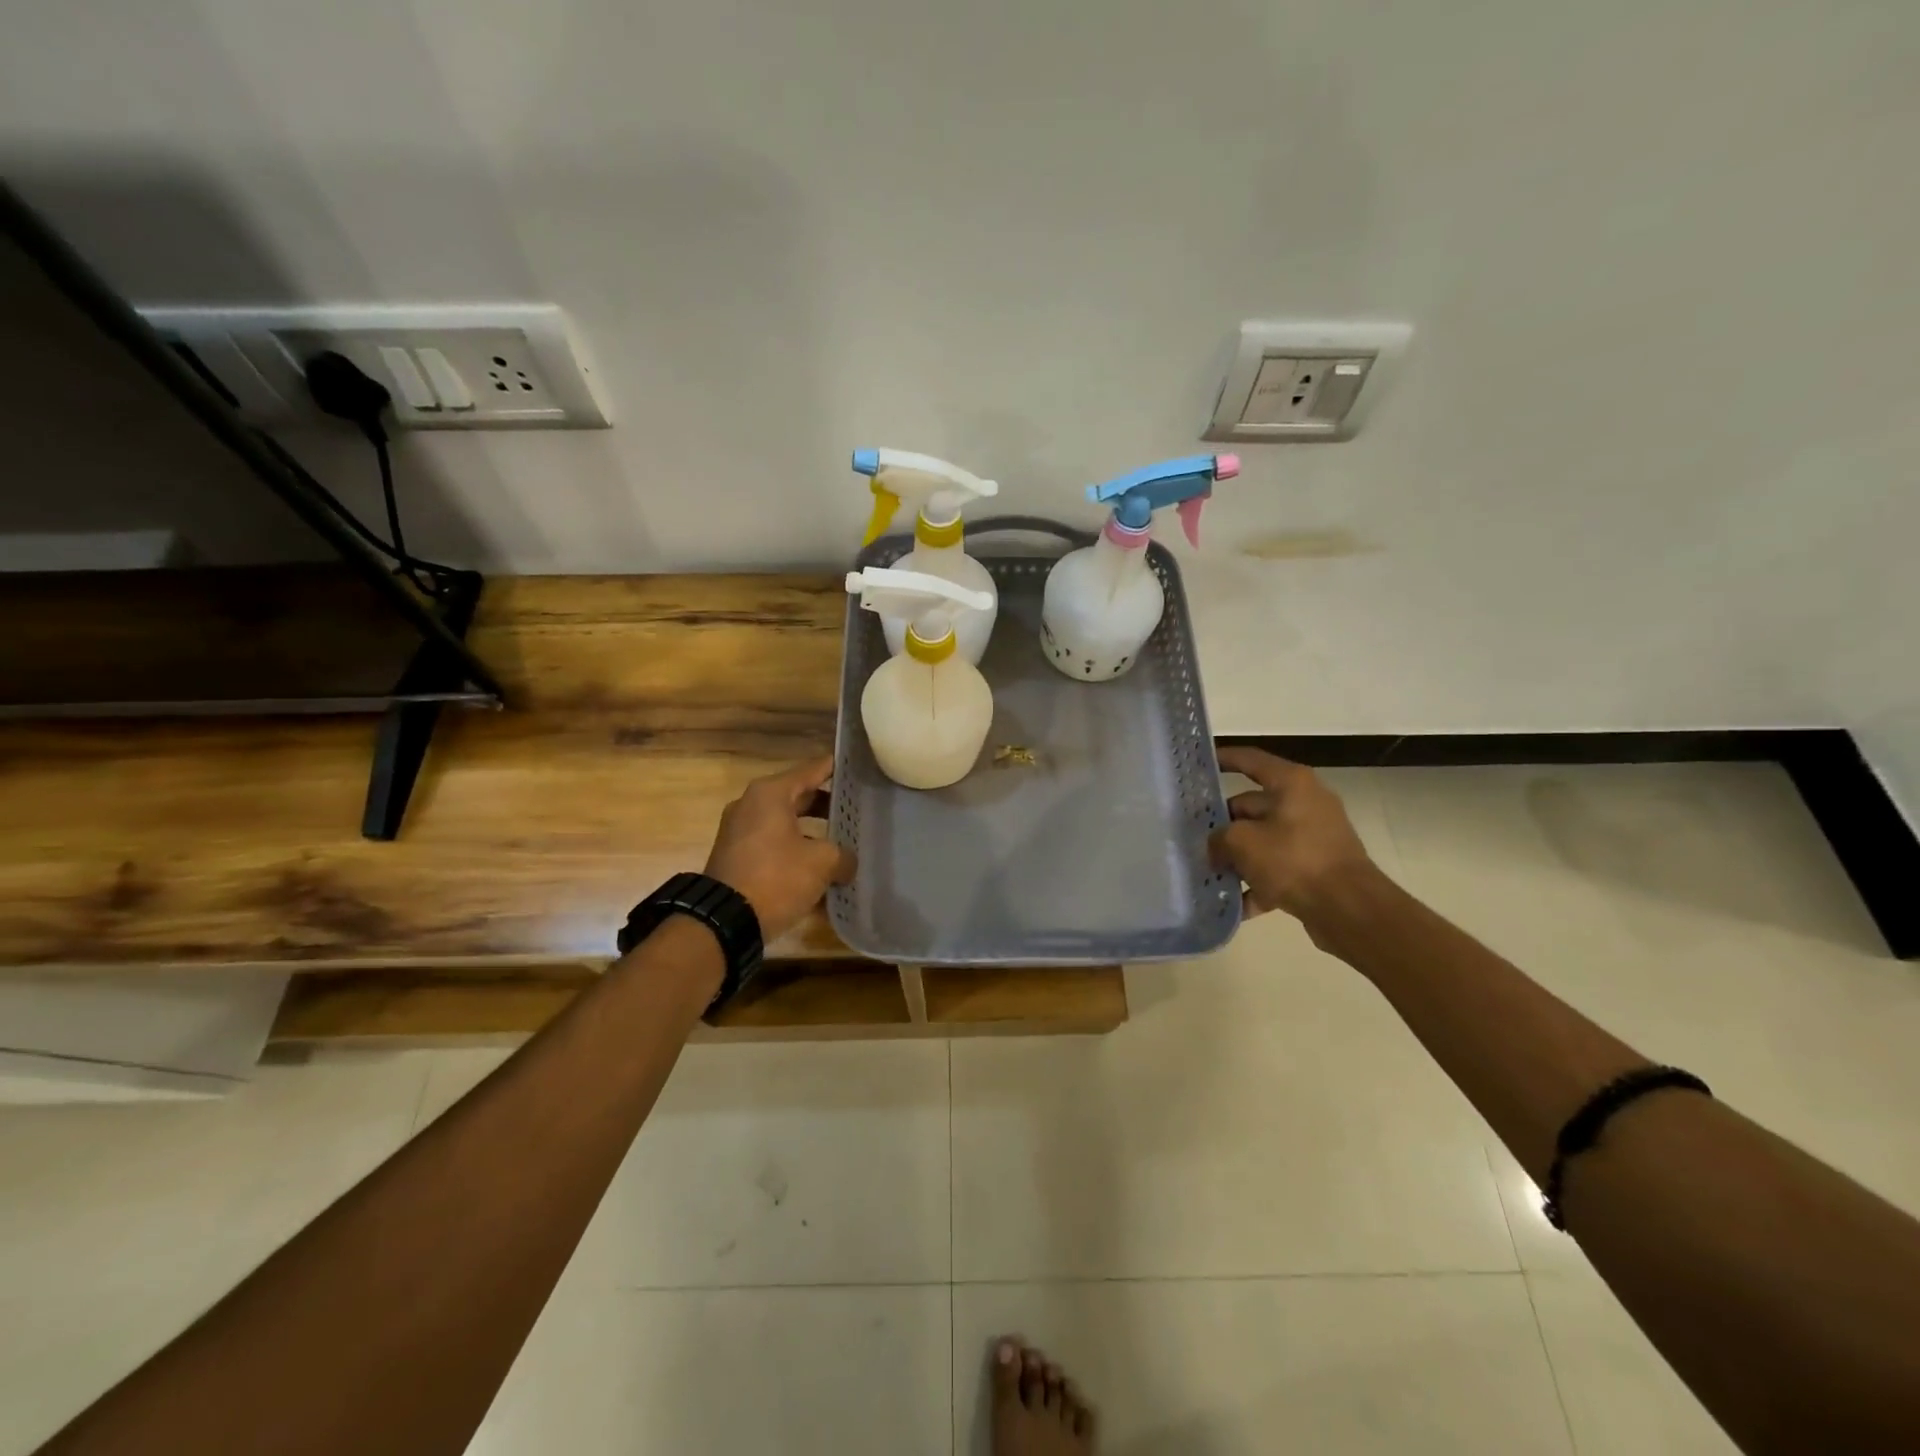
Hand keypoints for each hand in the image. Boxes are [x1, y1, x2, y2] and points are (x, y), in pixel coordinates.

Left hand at [704, 758, 856, 941]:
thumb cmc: (776, 878)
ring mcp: (741, 832)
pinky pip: (775, 846)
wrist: (723, 922)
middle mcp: (752, 805)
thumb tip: (846, 863)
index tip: (860, 768)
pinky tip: (820, 872)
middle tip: (859, 811)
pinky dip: (796, 852)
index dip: (838, 769)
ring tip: (844, 845)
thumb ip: (843, 855)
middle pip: (800, 796)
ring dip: (814, 833)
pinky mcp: (737, 857)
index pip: (813, 769)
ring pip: (787, 824)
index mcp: (771, 793)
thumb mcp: (822, 863)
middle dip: (829, 806)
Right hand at [1208, 747, 1377, 921]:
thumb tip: (1214, 848)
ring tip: (1206, 871)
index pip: (1250, 761)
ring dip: (1236, 857)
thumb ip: (1219, 839)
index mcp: (1291, 784)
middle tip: (1192, 836)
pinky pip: (1277, 869)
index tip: (1199, 765)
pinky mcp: (1316, 867)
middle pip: (1251, 806)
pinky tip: (1231, 903)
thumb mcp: (1243, 843)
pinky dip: (1256, 883)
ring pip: (1262, 840)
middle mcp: (1304, 803)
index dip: (1224, 759)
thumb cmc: (1294, 860)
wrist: (1349, 909)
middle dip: (1222, 824)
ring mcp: (1312, 836)